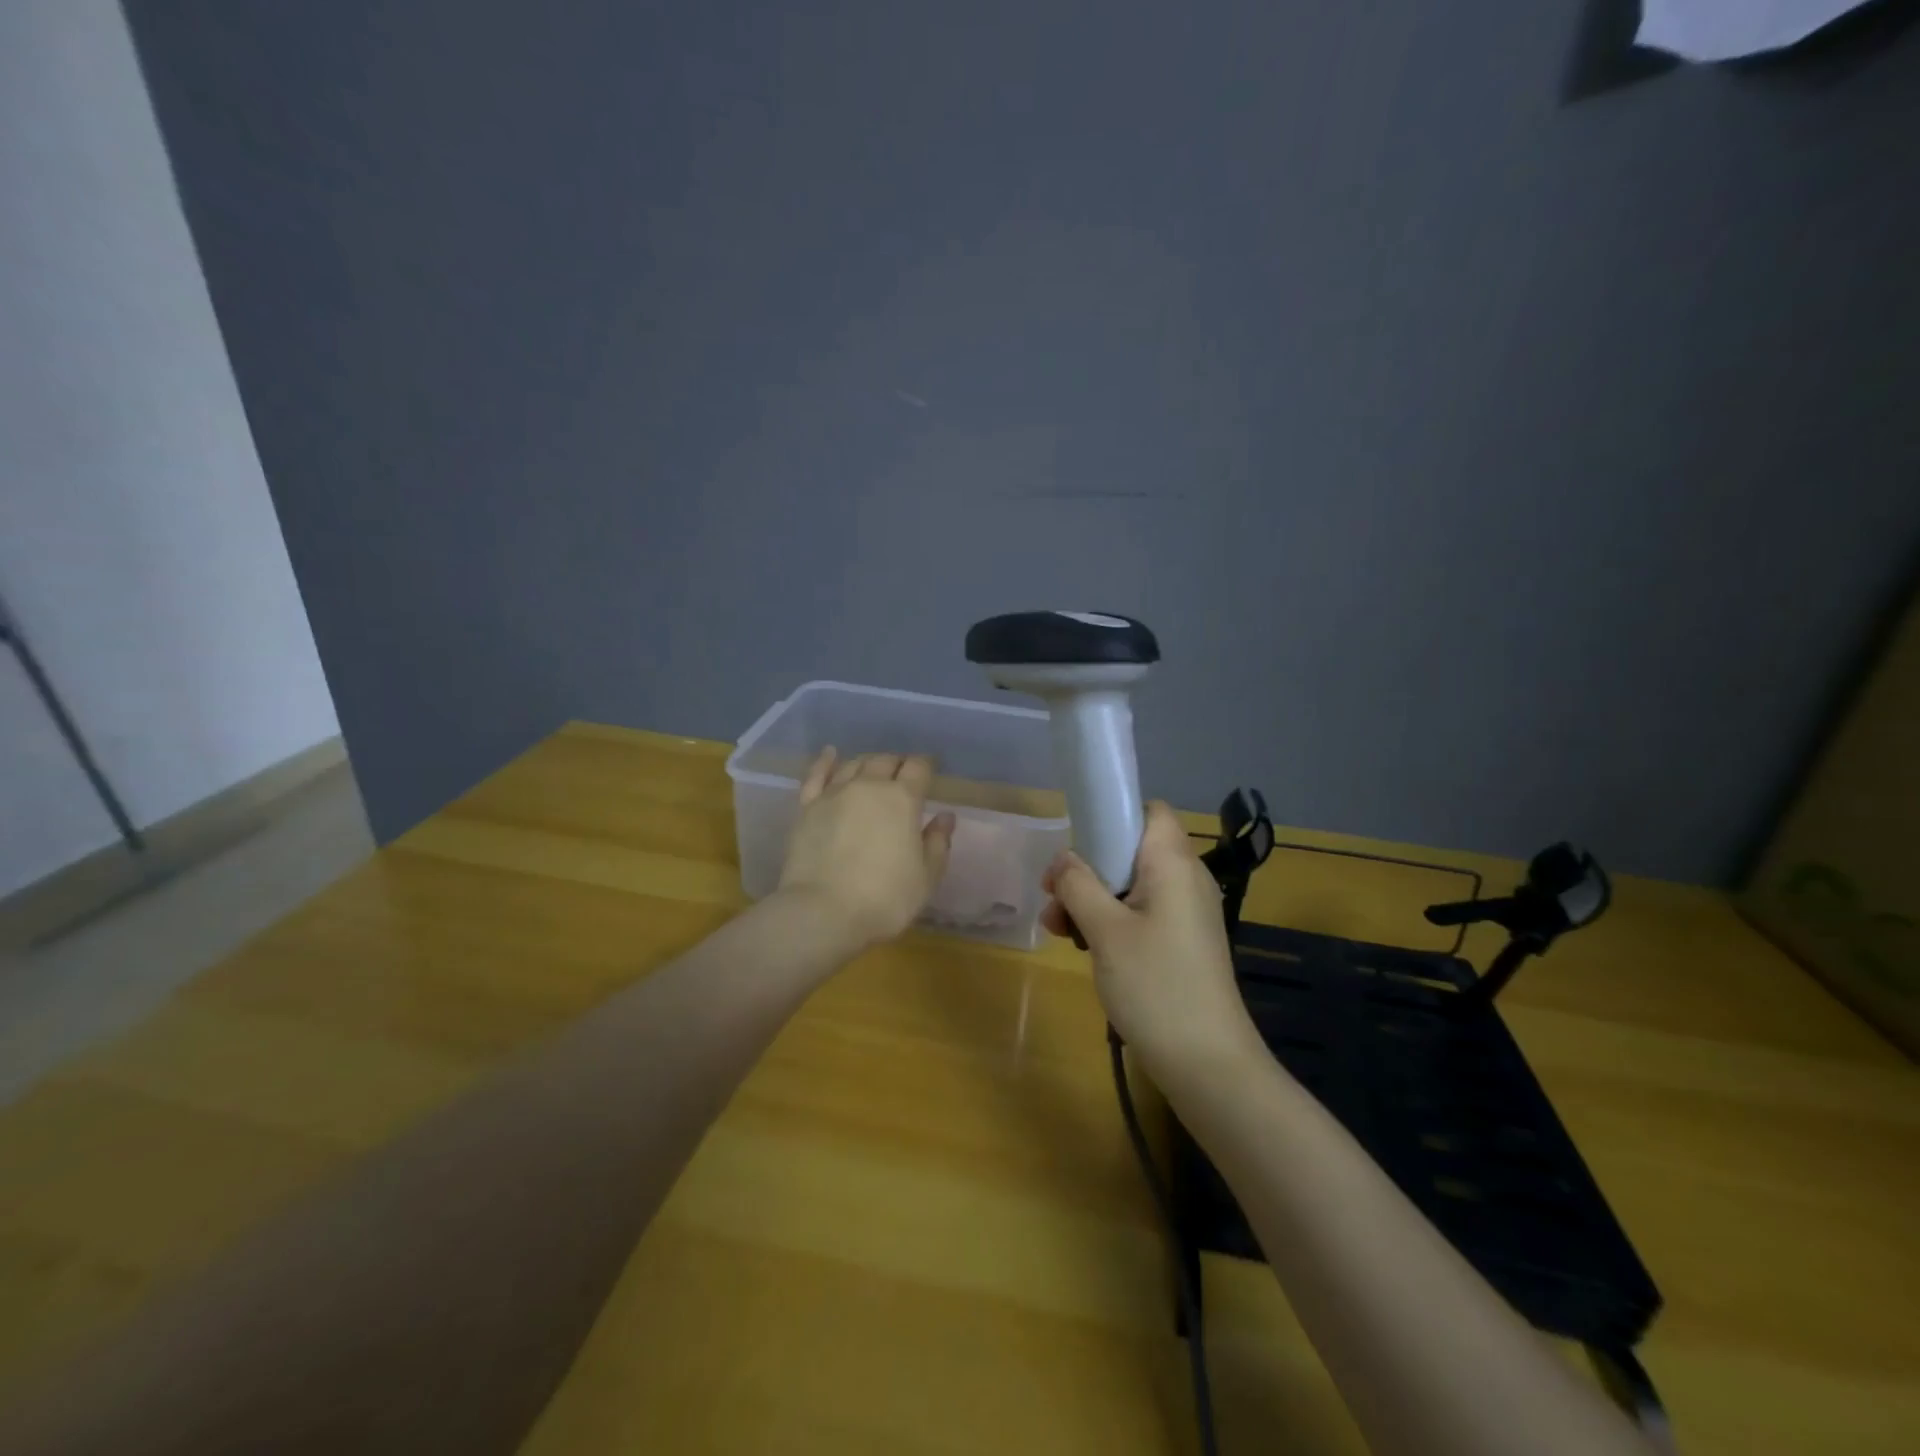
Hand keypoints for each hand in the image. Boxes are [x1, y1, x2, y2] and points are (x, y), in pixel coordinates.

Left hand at [775, 748, 955, 950]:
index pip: (918, 768)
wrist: (822, 912)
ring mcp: (834, 794)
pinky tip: (830, 754)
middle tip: (903, 775)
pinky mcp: (807, 808)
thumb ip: (938, 843)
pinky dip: (825, 762)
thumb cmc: (884, 898)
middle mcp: (868, 786)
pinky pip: (816, 775)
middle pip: (885, 760)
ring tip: (874, 769)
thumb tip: (945, 817)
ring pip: (854, 764)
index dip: (926, 766)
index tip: (930, 770)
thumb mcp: (926, 877)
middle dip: (898, 763)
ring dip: (868, 763)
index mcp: (902, 799)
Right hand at [1042, 801, 1262, 1077]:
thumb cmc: (1156, 985)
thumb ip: (1078, 885)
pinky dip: (1112, 921)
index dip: (1113, 816)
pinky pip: (1142, 913)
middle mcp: (1186, 879)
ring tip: (1058, 929)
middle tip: (1053, 896)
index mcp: (1173, 864)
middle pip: (1132, 850)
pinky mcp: (1183, 942)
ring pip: (1132, 885)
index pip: (1150, 811)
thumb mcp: (1105, 930)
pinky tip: (1083, 947)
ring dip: (1093, 898)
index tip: (1076, 843)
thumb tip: (1063, 859)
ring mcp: (1187, 913)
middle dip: (1089, 867)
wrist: (1208, 1064)